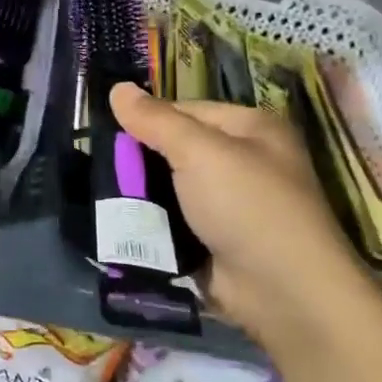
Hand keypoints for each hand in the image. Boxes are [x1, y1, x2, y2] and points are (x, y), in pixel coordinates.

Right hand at [109, 84, 357, 336]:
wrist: (284, 294)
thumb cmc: (247, 206)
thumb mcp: (199, 152)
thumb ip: (156, 120)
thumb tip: (117, 87)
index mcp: (250, 128)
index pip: (185, 109)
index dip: (147, 118)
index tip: (105, 130)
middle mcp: (243, 162)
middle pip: (176, 149)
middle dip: (139, 160)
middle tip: (97, 164)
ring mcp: (229, 205)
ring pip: (170, 188)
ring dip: (140, 195)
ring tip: (99, 194)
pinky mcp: (215, 241)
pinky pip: (173, 222)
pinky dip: (150, 224)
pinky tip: (119, 224)